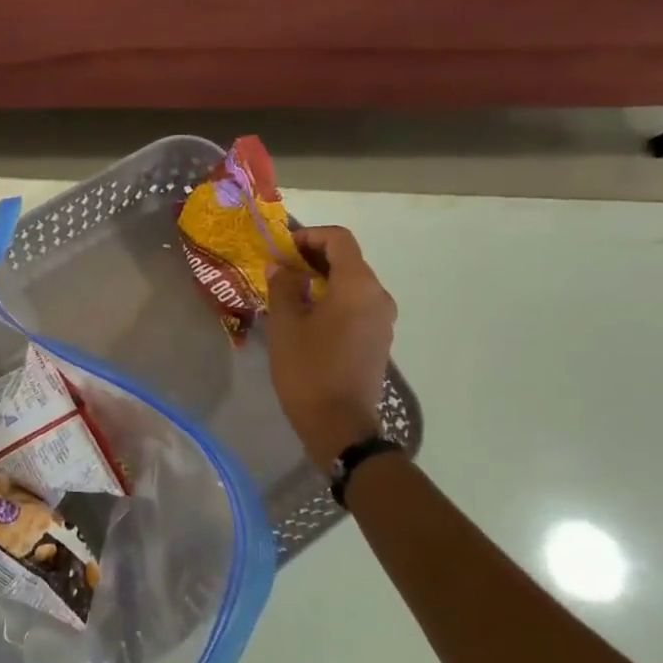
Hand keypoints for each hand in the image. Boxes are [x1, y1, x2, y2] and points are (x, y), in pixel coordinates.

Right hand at [266, 226, 397, 465]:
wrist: (340, 426)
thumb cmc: (309, 370)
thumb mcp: (285, 325)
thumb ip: (283, 287)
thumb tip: (282, 268)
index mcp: (357, 286)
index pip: (339, 239)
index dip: (310, 235)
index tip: (283, 248)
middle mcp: (378, 296)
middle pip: (348, 260)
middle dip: (313, 257)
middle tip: (280, 268)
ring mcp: (382, 320)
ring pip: (352, 283)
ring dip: (322, 279)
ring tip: (289, 292)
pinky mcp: (379, 339)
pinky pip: (357, 305)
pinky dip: (333, 299)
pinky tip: (308, 316)